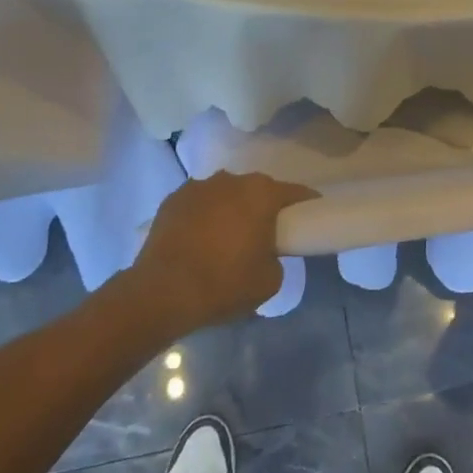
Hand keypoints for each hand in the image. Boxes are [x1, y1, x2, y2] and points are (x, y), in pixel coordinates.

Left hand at [129, 172, 317, 331]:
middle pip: (257, 190)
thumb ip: (276, 257)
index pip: (295, 192)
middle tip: (265, 233)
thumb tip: (266, 252)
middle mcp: (231, 180)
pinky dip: (203, 217)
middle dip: (263, 207)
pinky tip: (199, 240)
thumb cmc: (225, 283)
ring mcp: (198, 187)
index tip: (310, 216)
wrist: (162, 292)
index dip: (306, 204)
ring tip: (226, 238)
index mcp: (260, 193)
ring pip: (225, 194)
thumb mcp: (270, 280)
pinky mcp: (172, 200)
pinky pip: (198, 205)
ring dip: (230, 209)